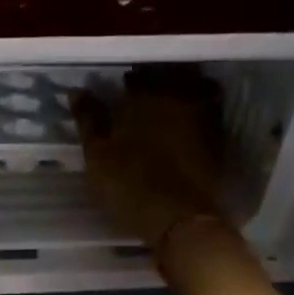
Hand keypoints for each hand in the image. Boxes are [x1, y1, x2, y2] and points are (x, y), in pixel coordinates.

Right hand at [72, 67, 233, 253]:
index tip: (117, 92)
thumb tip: (77, 91)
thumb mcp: (97, 154)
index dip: (125, 83)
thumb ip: (89, 120)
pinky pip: (204, 114)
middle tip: (139, 98)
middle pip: (169, 78)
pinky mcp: (216, 140)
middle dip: (154, 83)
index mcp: (146, 96)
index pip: (136, 76)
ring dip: (177, 95)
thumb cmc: (129, 183)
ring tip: (160, 112)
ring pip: (192, 92)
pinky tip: (178, 130)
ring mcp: (203, 118)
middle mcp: (178, 97)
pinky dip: (191, 117)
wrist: (179, 218)